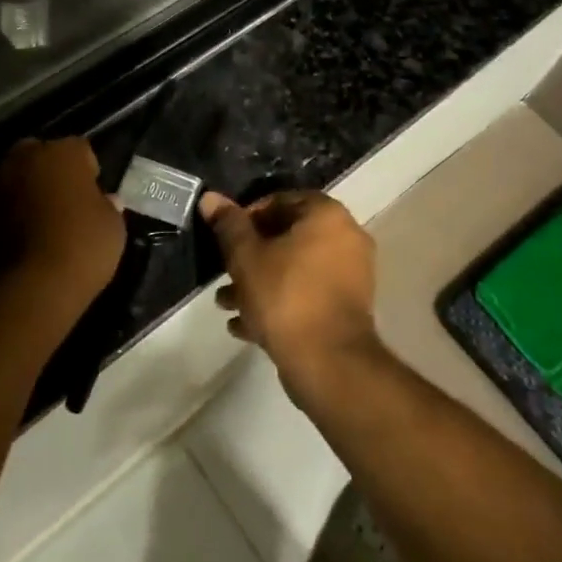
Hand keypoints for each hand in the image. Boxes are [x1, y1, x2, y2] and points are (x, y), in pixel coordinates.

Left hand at [0, 138, 125, 336]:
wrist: (34, 286)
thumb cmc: (83, 245)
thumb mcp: (113, 225)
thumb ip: (108, 205)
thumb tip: (106, 200)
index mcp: (63, 151)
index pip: (81, 149)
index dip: (90, 170)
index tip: (95, 192)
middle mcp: (28, 156)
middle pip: (43, 154)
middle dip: (54, 170)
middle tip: (68, 199)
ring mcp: (1, 181)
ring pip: (22, 176)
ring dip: (32, 189)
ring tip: (48, 218)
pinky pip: (8, 201)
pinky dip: (16, 210)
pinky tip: (30, 232)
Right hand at [201, 190, 380, 397]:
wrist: (328, 363)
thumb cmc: (285, 296)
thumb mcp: (246, 257)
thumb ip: (228, 225)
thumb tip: (210, 198)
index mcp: (327, 215)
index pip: (280, 201)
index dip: (247, 217)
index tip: (226, 239)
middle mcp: (346, 237)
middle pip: (287, 237)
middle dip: (251, 255)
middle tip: (224, 271)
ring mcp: (351, 275)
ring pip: (295, 269)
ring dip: (261, 282)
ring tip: (227, 303)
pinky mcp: (347, 308)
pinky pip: (308, 295)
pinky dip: (281, 302)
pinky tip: (246, 326)